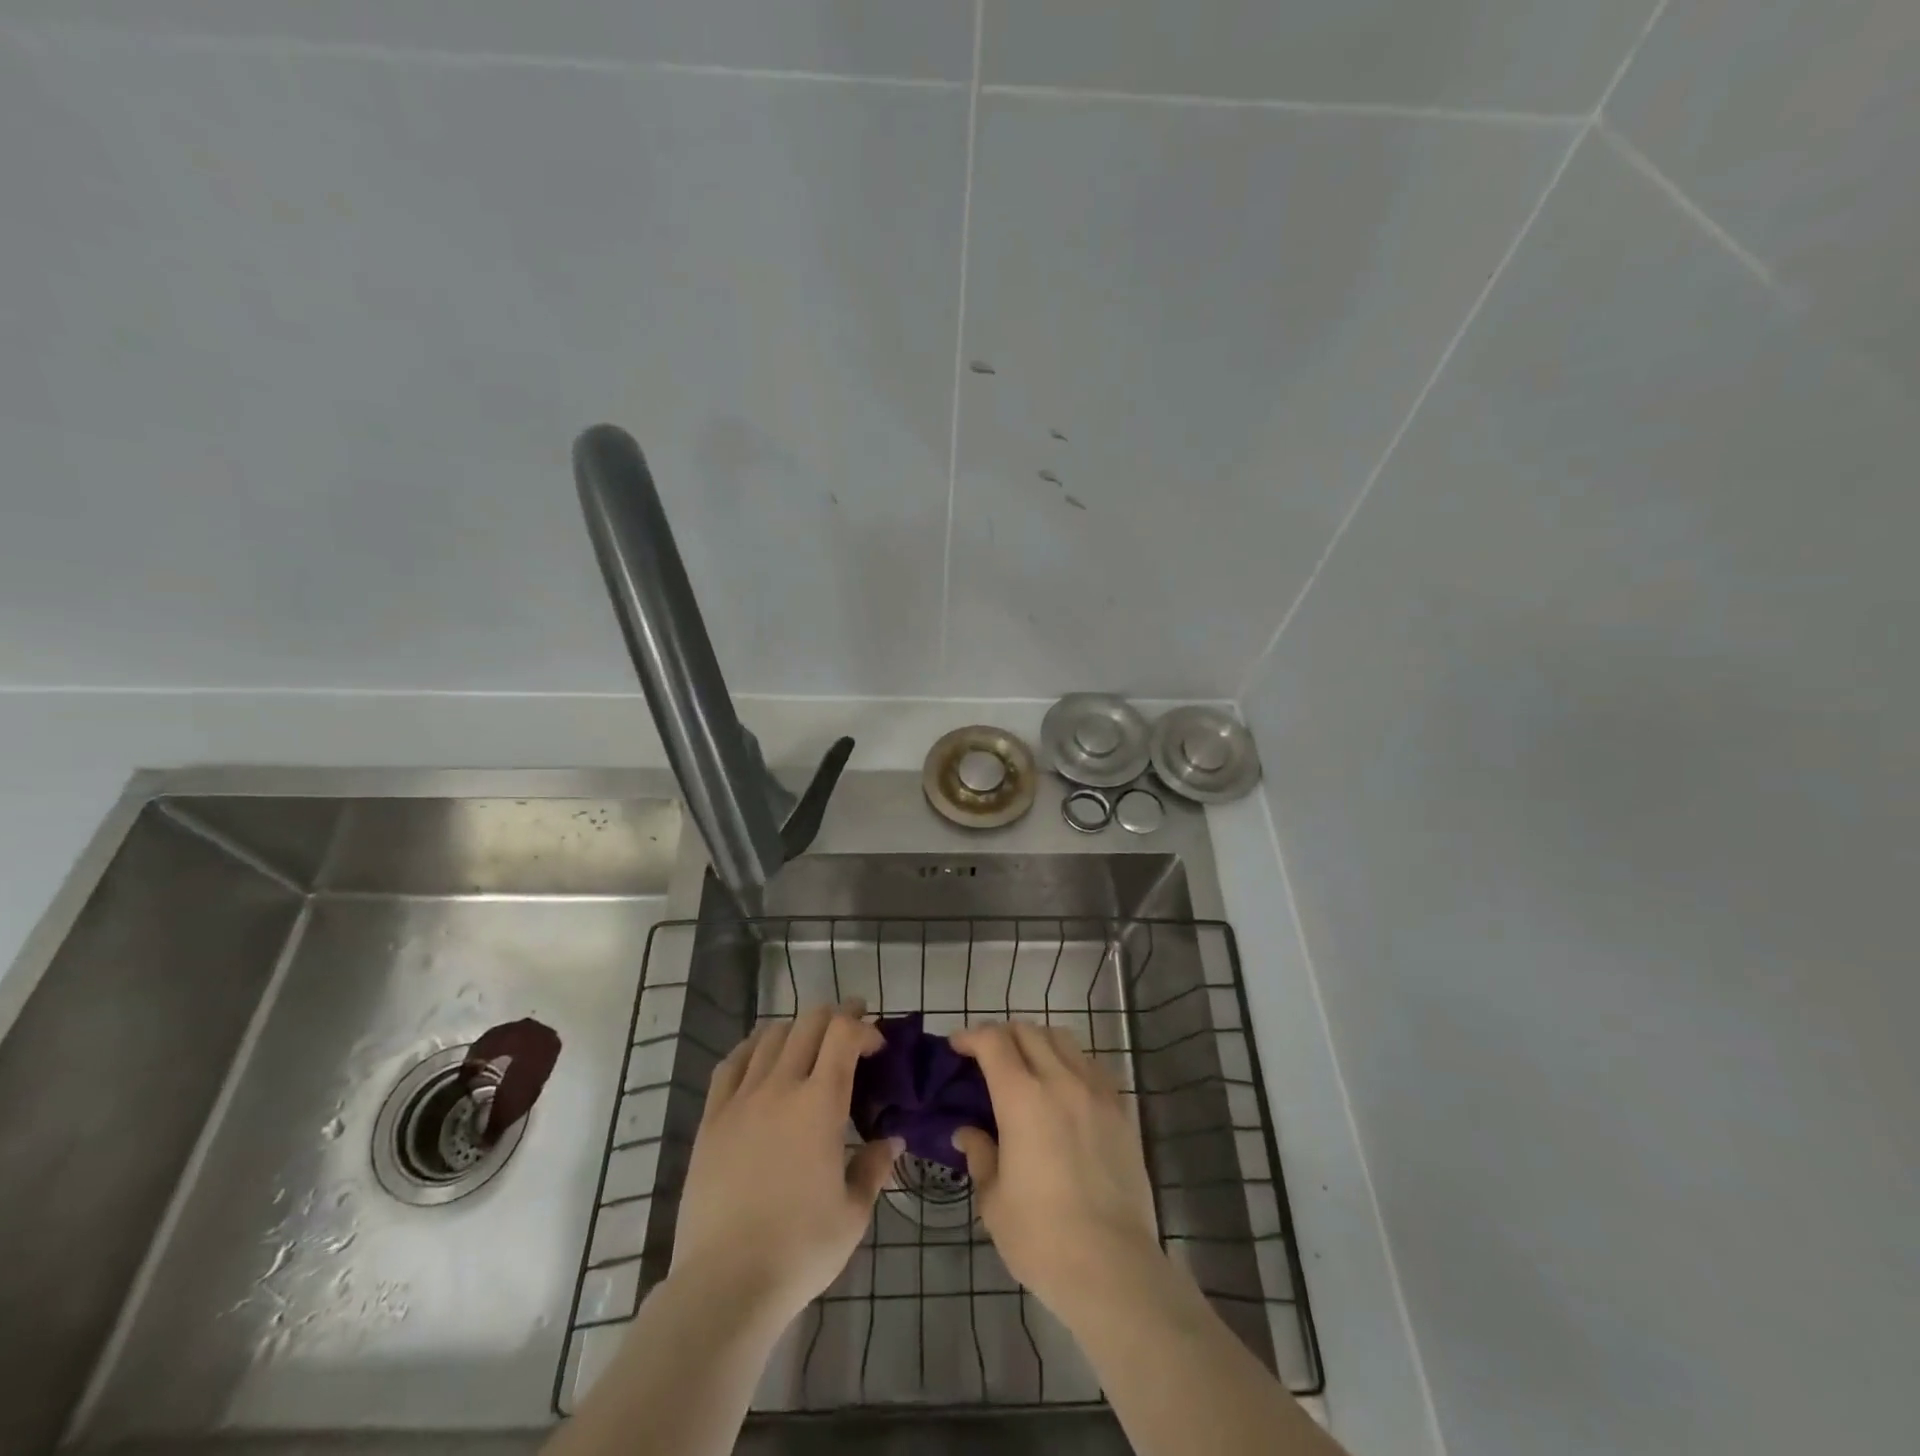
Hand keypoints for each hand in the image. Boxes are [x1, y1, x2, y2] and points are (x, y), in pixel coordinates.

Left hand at [670, 1000, 899, 1326]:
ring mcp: (741, 1099)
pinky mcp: (712, 1119)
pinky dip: (753, 1047)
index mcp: (820, 1103)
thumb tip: (892, 1141)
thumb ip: (874, 1168)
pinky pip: (731, 1063)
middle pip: (809, 1022)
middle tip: (852, 1029)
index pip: (844, 1034)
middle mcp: (781, 1087)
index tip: (877, 1046)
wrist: (725, 1284)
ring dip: (797, 1029)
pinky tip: (761, 1055)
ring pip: (771, 1036)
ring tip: (810, 1044)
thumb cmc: (800, 1249)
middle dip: (836, 1016)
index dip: (864, 1027)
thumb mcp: (853, 1213)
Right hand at [950, 1022, 1161, 1320]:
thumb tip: (967, 1133)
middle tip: (987, 1057)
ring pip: (1063, 1040)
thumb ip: (980, 1155)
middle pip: (1028, 1031)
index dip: (971, 1036)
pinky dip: (1070, 1063)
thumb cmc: (1042, 1238)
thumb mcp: (994, 1200)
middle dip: (1002, 1035)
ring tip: (1027, 1067)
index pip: (993, 1041)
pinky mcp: (1122, 1110)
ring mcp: (1096, 1092)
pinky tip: (1064, 1090)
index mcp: (1022, 1097)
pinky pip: (1092, 1066)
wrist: (1114, 1268)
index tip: (957, 1046)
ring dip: (1038, 1042)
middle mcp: (1061, 1080)